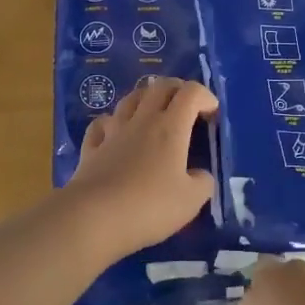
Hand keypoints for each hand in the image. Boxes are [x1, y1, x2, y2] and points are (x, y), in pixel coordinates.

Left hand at [64, 76, 217, 258]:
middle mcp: (142, 121)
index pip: (190, 93)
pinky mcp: (91, 148)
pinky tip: (115, 131)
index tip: (212, 114)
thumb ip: (203, 183)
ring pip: (129, 99)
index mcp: (170, 128)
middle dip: (177, 89)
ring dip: (146, 98)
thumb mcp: (191, 201)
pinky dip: (112, 122)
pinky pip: (102, 123)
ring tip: (153, 112)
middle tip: (187, 106)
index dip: (205, 96)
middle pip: (159, 87)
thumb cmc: (149, 206)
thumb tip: (201, 175)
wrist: (94, 218)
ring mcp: (113, 131)